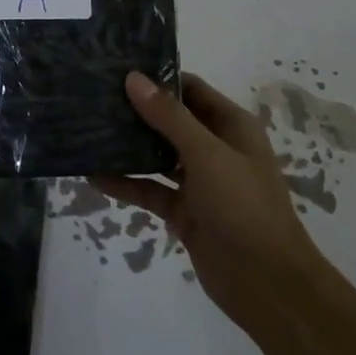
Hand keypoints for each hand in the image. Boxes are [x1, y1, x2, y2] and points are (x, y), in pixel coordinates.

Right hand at [93, 71, 325, 343]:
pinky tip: (93, 176)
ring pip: (157, 155)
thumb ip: (169, 116)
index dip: (157, 78)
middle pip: (170, 121)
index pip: (190, 89)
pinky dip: (126, 184)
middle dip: (136, 111)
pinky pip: (151, 190)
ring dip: (127, 147)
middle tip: (93, 98)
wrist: (267, 285)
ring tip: (87, 131)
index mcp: (230, 126)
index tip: (117, 69)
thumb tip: (134, 78)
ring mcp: (199, 182)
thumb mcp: (207, 154)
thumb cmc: (243, 206)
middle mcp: (215, 148)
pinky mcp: (184, 212)